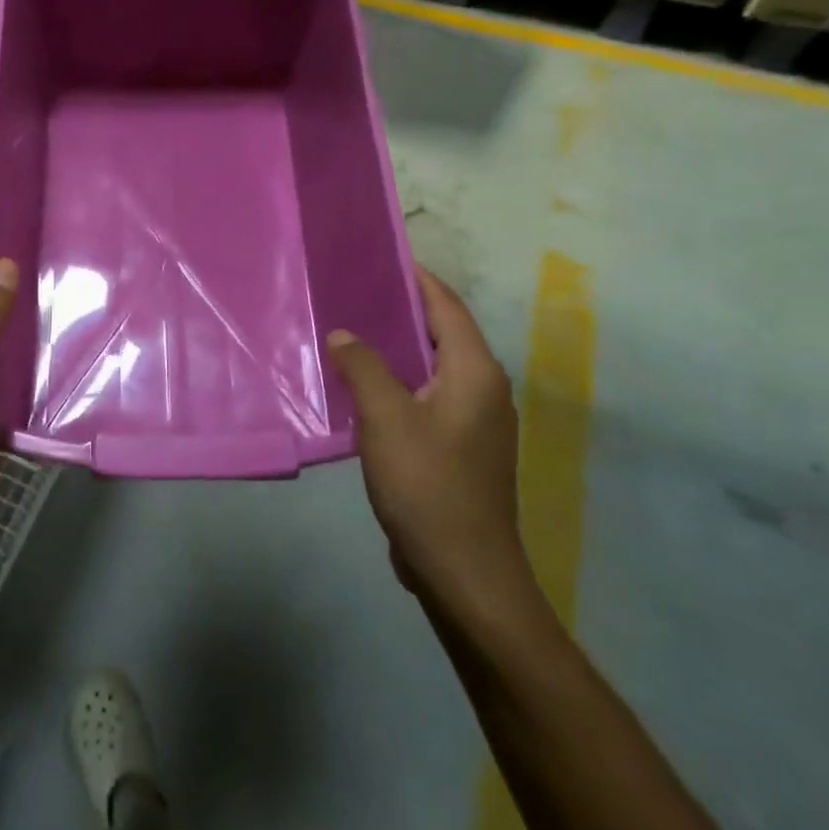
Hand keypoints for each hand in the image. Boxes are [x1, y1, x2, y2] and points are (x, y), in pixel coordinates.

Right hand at [328, 267, 534, 624]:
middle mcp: (483, 390)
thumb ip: (363, 366)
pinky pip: (428, 397)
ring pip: (433, 368)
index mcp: (474, 373)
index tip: (382, 256)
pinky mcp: (460, 449)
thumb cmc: (428, 485)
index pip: (447, 307)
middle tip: (355, 290)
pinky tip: (363, 387)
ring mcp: (475, 423)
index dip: (418, 278)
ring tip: (352, 330)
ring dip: (397, 348)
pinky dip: (400, 381)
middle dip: (402, 310)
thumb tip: (345, 333)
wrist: (464, 573)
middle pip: (442, 333)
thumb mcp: (386, 418)